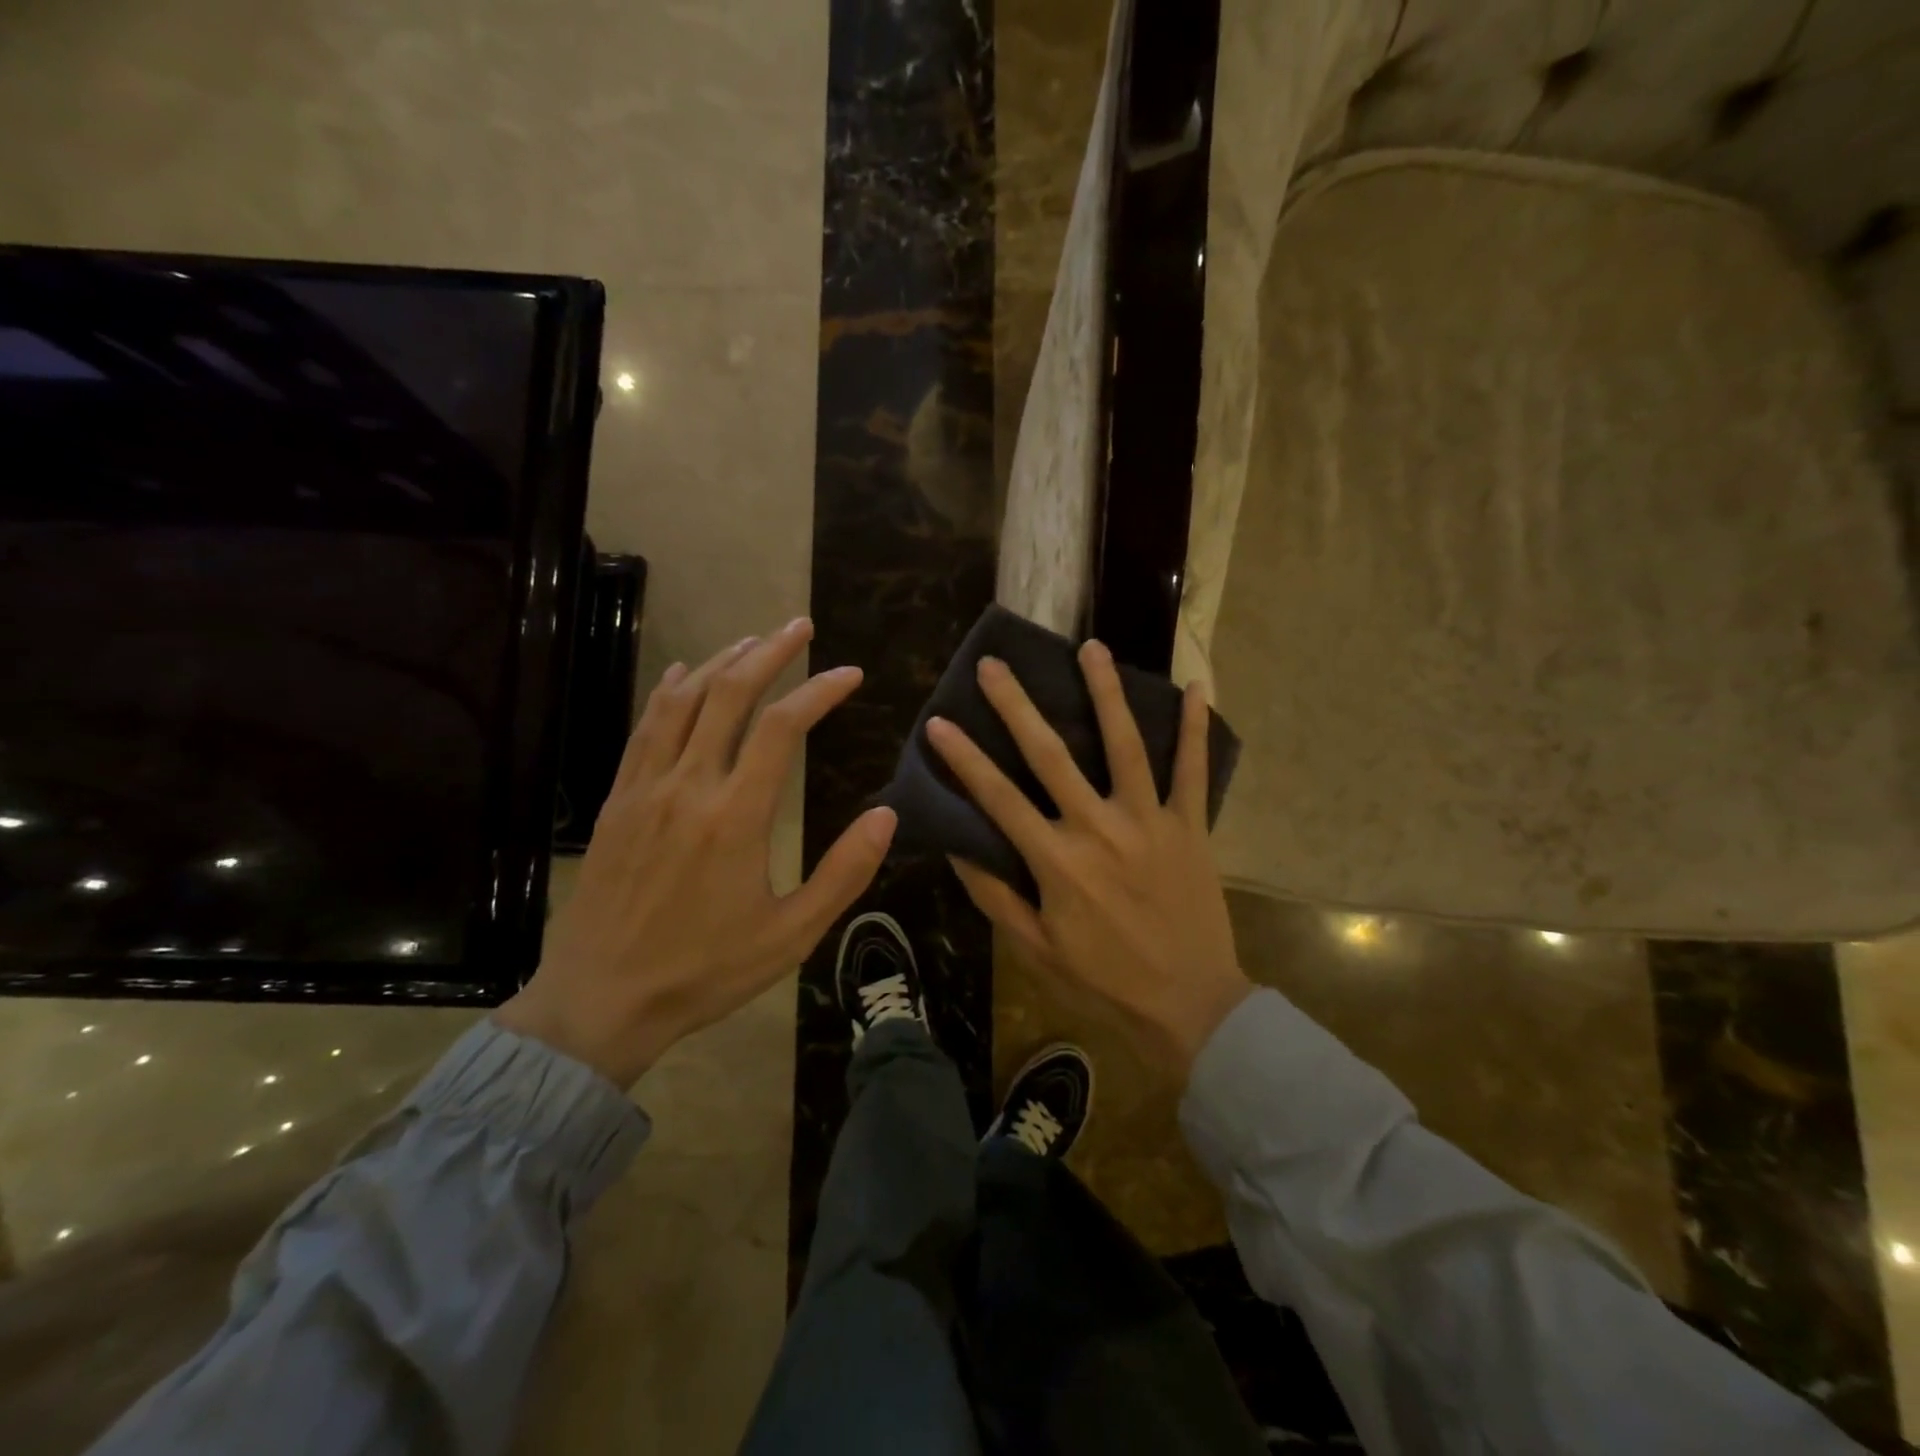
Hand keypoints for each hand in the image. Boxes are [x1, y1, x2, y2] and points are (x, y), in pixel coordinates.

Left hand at [496, 618, 896, 1086]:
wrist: (600, 1001)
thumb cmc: (704, 971)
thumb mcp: (791, 935)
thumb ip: (844, 873)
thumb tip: (886, 815)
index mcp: (735, 816)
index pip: (782, 728)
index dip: (820, 692)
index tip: (851, 674)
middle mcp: (688, 786)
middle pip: (728, 695)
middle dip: (769, 653)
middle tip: (800, 628)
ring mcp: (645, 789)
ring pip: (682, 701)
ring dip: (720, 662)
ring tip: (753, 642)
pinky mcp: (618, 801)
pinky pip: (644, 728)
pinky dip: (669, 692)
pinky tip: (682, 675)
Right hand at [926, 641, 1252, 1076]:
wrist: (1190, 1005)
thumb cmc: (1104, 981)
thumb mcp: (1036, 948)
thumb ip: (995, 896)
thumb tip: (958, 848)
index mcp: (1057, 861)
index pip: (999, 798)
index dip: (965, 759)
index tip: (939, 721)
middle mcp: (1099, 829)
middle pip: (1051, 756)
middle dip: (1017, 707)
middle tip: (993, 665)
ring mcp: (1149, 822)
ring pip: (1125, 745)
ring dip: (1106, 693)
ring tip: (1091, 647)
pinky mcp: (1190, 827)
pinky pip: (1192, 771)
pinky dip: (1195, 729)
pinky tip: (1194, 687)